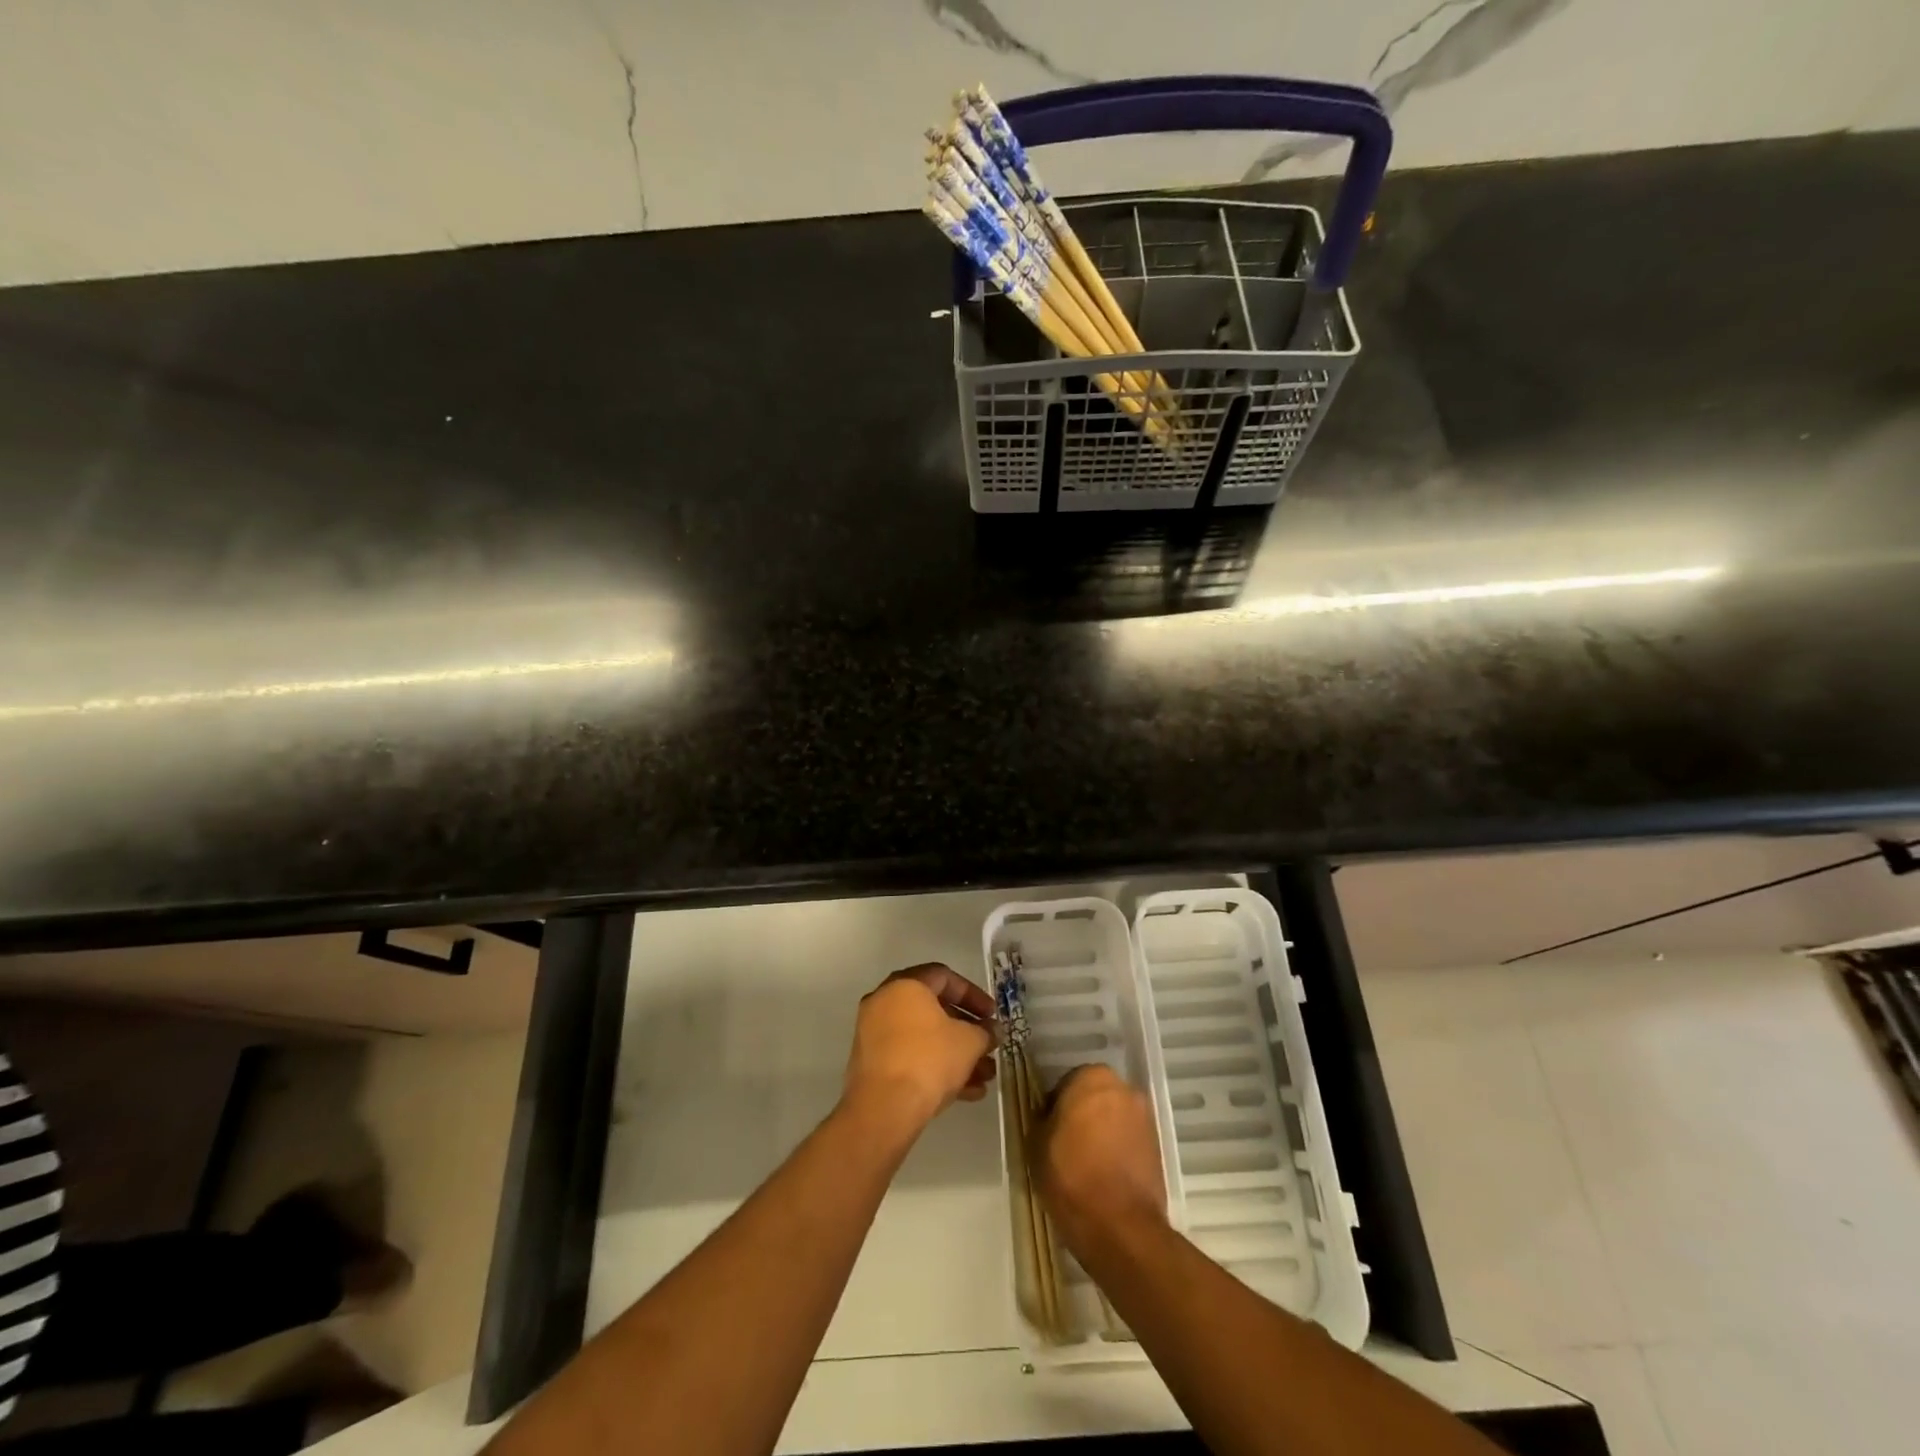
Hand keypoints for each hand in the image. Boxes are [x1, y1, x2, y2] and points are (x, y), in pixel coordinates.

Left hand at [842, 964, 995, 1135]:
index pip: (944, 976)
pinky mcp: (873, 1065)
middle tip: (988, 1044)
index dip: (973, 995)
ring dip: (956, 1053)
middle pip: (934, 1009)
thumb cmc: (929, 1060)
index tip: (992, 1015)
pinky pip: (910, 1057)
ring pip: (924, 1038)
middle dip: (966, 1029)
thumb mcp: (968, 1042)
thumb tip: (992, 1032)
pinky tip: (968, 1092)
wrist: (884, 1109)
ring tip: (985, 1076)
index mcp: (905, 986)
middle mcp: (885, 1003)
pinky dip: (936, 1068)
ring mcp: (875, 1034)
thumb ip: (984, 1032)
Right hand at [1029, 1064, 1167, 1255]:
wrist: (1120, 1227)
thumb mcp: (1036, 1144)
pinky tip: (1103, 1177)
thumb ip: (1041, 1120)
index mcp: (1092, 1077)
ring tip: (1084, 1165)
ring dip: (1100, 1134)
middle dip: (1080, 1116)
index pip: (1066, 1084)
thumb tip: (1049, 1118)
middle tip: (1064, 1146)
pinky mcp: (1157, 1148)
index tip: (1047, 1132)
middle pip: (1094, 1098)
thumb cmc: (1071, 1175)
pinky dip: (1117, 1152)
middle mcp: (1124, 1089)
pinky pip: (1128, 1142)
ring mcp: (1144, 1118)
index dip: (1054, 1108)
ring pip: (1113, 1120)